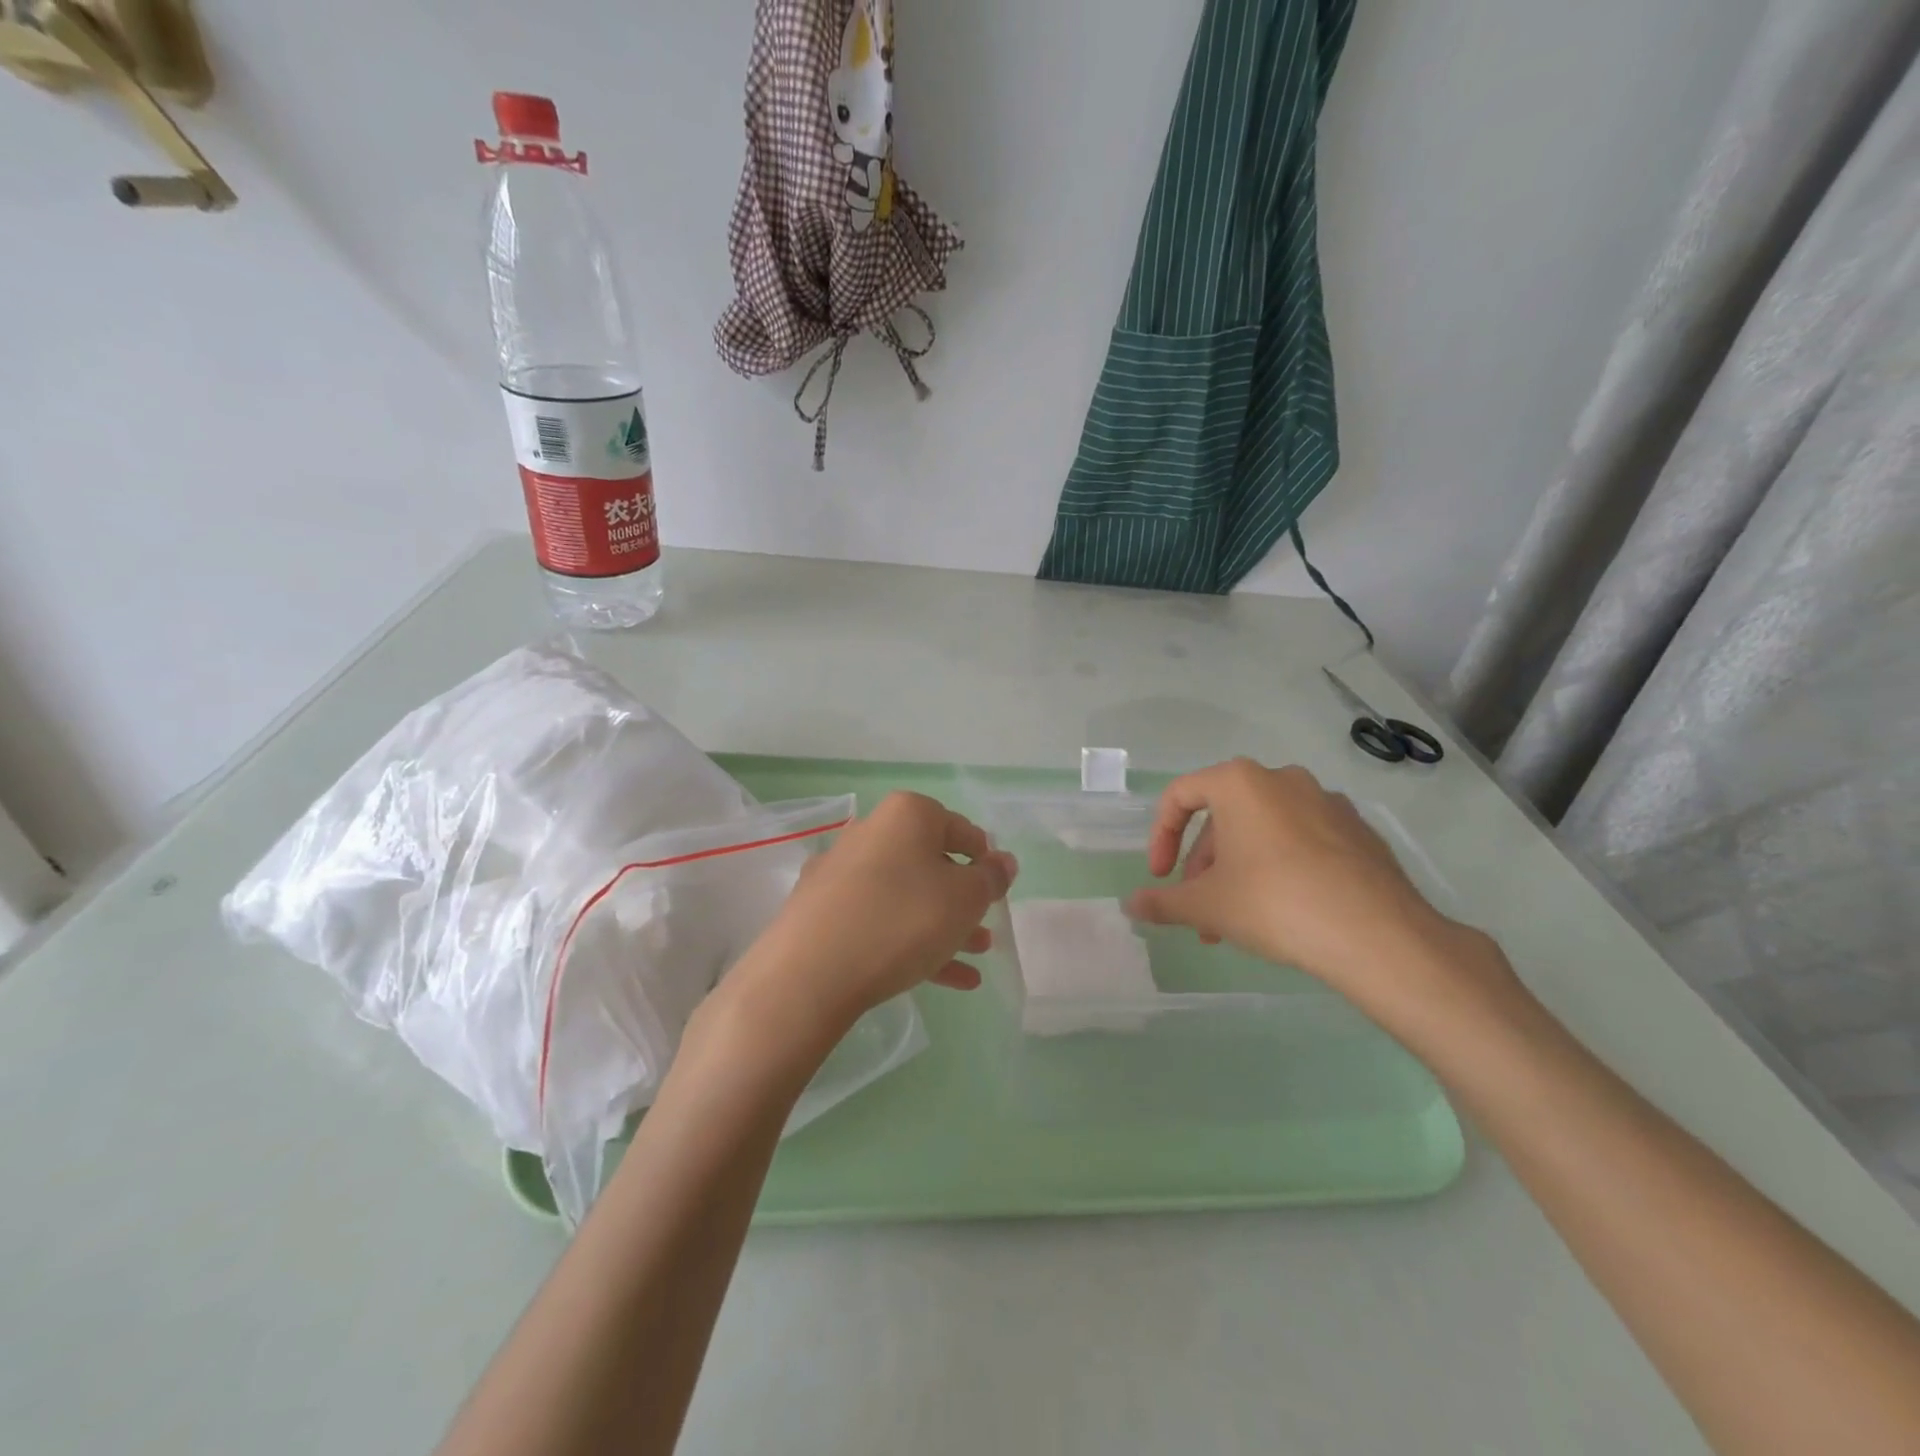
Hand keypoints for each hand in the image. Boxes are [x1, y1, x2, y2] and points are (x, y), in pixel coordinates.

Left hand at [715, 792, 1016, 1053]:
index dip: (984, 859)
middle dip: (963, 899)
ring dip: (943, 925)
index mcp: (907, 815)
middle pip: (930, 863)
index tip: (996, 889)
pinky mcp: (823, 911)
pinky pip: (879, 920)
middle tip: (986, 928)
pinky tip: (945, 979)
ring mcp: (842, 872)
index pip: (960, 828)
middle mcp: (871, 832)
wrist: (811, 972)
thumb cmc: (903, 920)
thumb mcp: (965, 899)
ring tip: (976, 957)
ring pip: (907, 896)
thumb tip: (1002, 861)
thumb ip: (991, 878)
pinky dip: (912, 942)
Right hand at [1124, 759, 1511, 1021]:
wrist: (1379, 936)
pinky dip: (1279, 867)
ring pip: (1262, 831)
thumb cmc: (1274, 904)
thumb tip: (1131, 905)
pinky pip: (1301, 841)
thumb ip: (1162, 902)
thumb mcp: (1206, 906)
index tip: (1160, 878)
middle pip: (1223, 817)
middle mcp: (1282, 779)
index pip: (1180, 795)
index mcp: (1240, 782)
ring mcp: (1327, 802)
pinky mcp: (1359, 831)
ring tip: (1236, 922)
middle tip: (1200, 910)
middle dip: (1204, 865)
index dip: (1160, 837)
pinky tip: (1285, 911)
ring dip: (1238, 871)